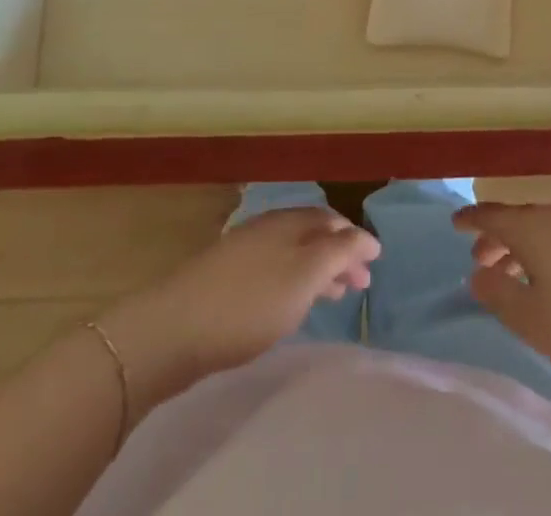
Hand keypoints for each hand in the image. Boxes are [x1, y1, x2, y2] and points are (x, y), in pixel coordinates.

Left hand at [102, 208, 378, 405]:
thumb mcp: (303, 276)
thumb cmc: (249, 302)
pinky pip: (275, 269)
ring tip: (336, 294)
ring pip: (294, 253)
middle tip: (361, 283)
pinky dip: (296, 280)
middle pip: (313, 235)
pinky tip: (294, 302)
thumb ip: (337, 254)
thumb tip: (365, 236)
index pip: (331, 221)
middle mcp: (268, 228)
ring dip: (319, 268)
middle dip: (340, 254)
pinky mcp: (227, 277)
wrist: (174, 328)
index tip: (376, 261)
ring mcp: (245, 251)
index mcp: (288, 222)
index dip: (355, 239)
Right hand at [454, 201, 550, 380]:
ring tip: (522, 275)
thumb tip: (476, 273)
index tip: (454, 224)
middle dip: (498, 238)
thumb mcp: (533, 321)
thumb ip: (498, 295)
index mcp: (532, 229)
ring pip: (547, 228)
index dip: (470, 219)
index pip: (492, 215)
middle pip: (520, 220)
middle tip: (483, 259)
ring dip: (527, 247)